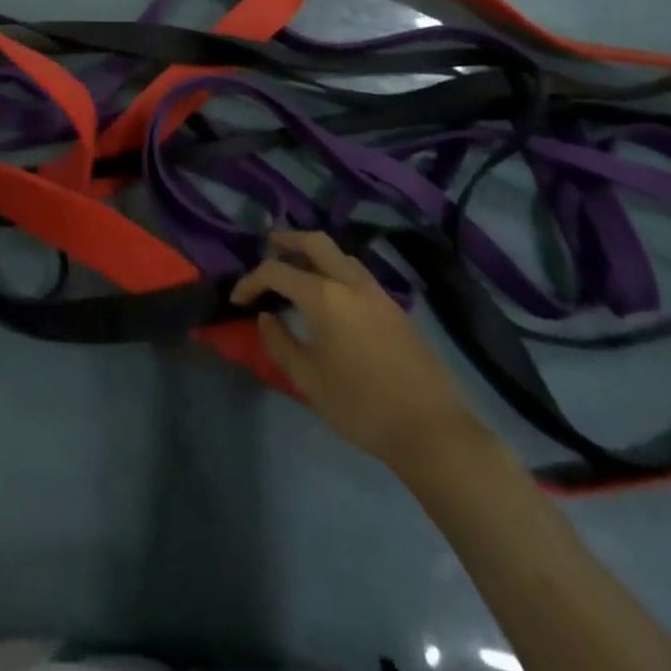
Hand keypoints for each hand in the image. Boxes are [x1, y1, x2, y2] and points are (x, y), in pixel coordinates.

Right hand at [232, 230, 484, 476]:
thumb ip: (281, 344)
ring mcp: (377, 292)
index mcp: (325, 297)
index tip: (239, 299)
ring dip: (314, 252)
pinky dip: (335, 268)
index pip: (277, 272)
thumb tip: (266, 318)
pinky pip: (357, 272)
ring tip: (297, 267)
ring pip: (340, 254)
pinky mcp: (394, 307)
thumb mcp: (309, 381)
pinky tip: (331, 293)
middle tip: (268, 246)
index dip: (251, 281)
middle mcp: (350, 283)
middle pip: (315, 242)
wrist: (431, 429)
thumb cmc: (362, 406)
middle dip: (287, 240)